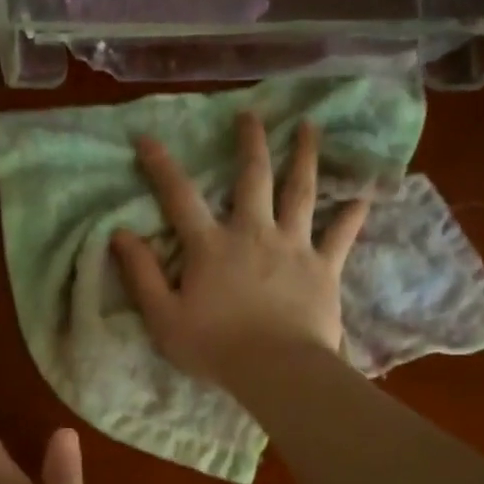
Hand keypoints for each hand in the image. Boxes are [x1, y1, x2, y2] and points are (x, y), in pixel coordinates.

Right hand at [109, 112, 368, 387]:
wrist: (276, 369)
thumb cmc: (215, 348)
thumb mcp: (163, 317)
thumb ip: (142, 274)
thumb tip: (119, 234)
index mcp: (211, 246)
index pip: (180, 197)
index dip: (161, 166)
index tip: (147, 138)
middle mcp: (254, 234)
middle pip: (253, 177)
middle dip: (250, 142)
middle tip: (250, 114)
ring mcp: (293, 247)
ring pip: (301, 192)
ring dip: (304, 156)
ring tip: (310, 126)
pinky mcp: (324, 268)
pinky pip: (341, 235)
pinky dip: (352, 214)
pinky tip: (364, 195)